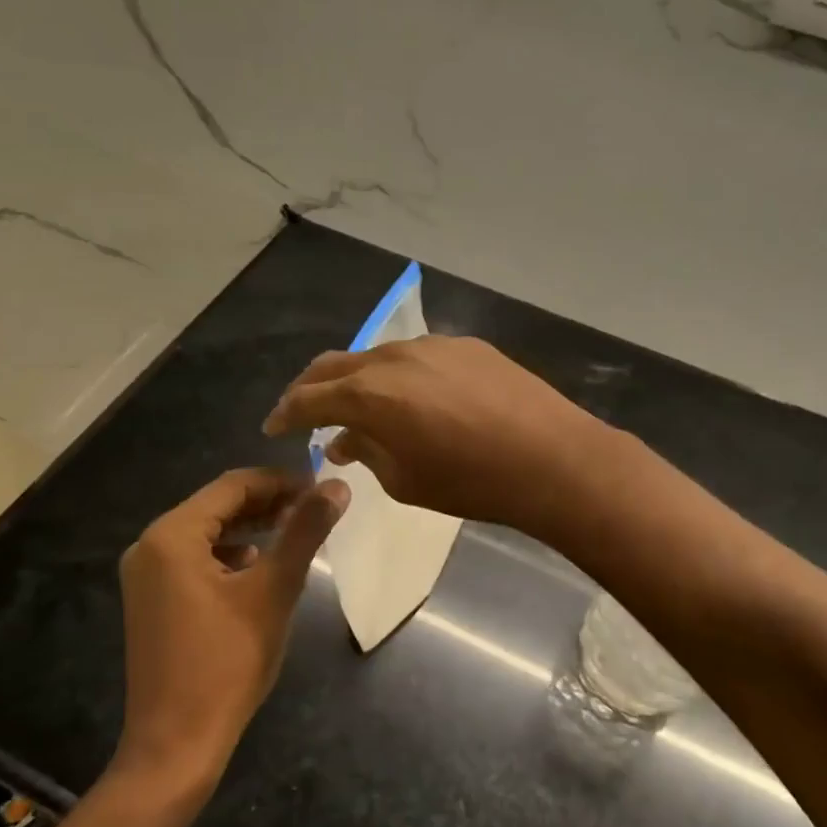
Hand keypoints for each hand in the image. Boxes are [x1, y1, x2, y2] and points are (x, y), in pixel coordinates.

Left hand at [116, 468, 347, 785]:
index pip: (233, 486)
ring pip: (207, 532)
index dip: (281, 481)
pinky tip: (258, 565)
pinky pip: (194, 559)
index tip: (321, 488)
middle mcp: (150, 546)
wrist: (175, 747)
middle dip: (267, 503)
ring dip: (251, 526)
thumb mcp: (274, 590)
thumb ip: (305, 531)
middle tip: (313, 509)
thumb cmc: (227, 662)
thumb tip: (338, 486)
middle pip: (217, 506)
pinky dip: (230, 553)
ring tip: (294, 532)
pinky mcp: (151, 600)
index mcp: (172, 535)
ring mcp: (146, 575)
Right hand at [260, 336, 610, 536]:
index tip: (273, 427)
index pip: (309, 398)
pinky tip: (412, 397)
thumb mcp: (405, 482)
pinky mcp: (465, 345)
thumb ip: (367, 453)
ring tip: (361, 407)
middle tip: (304, 412)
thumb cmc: (472, 482)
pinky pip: (416, 356)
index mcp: (369, 394)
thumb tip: (346, 440)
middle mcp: (393, 357)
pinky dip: (398, 375)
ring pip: (376, 356)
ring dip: (358, 380)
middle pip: (335, 365)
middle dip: (311, 388)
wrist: (552, 458)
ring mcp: (432, 345)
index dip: (285, 414)